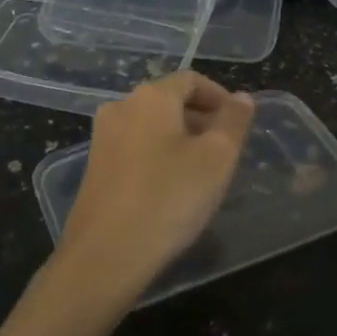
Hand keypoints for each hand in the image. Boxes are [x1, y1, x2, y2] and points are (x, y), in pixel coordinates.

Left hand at [57, 71, 255, 302]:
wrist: (105, 255)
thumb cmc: (169, 199)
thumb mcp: (217, 158)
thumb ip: (233, 121)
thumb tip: (241, 97)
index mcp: (151, 96)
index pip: (192, 80)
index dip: (220, 97)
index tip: (238, 125)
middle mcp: (121, 107)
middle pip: (169, 100)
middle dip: (201, 119)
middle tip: (225, 152)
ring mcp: (103, 137)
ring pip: (151, 125)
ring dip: (180, 139)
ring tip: (201, 172)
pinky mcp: (95, 167)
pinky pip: (135, 148)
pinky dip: (158, 156)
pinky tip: (170, 188)